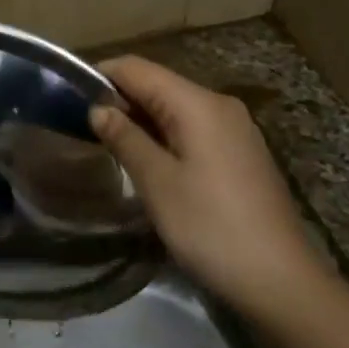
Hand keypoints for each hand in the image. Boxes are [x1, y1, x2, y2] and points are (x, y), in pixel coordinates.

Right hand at [89, 56, 321, 319]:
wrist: (280, 279)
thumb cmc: (211, 227)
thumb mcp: (158, 182)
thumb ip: (125, 139)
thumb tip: (98, 109)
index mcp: (198, 103)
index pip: (138, 68)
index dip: (101, 76)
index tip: (68, 97)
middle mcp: (220, 105)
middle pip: (158, 85)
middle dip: (119, 99)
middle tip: (80, 126)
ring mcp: (235, 129)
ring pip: (176, 108)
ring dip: (140, 119)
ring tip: (106, 144)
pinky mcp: (241, 154)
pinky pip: (193, 129)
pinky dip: (164, 135)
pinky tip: (147, 161)